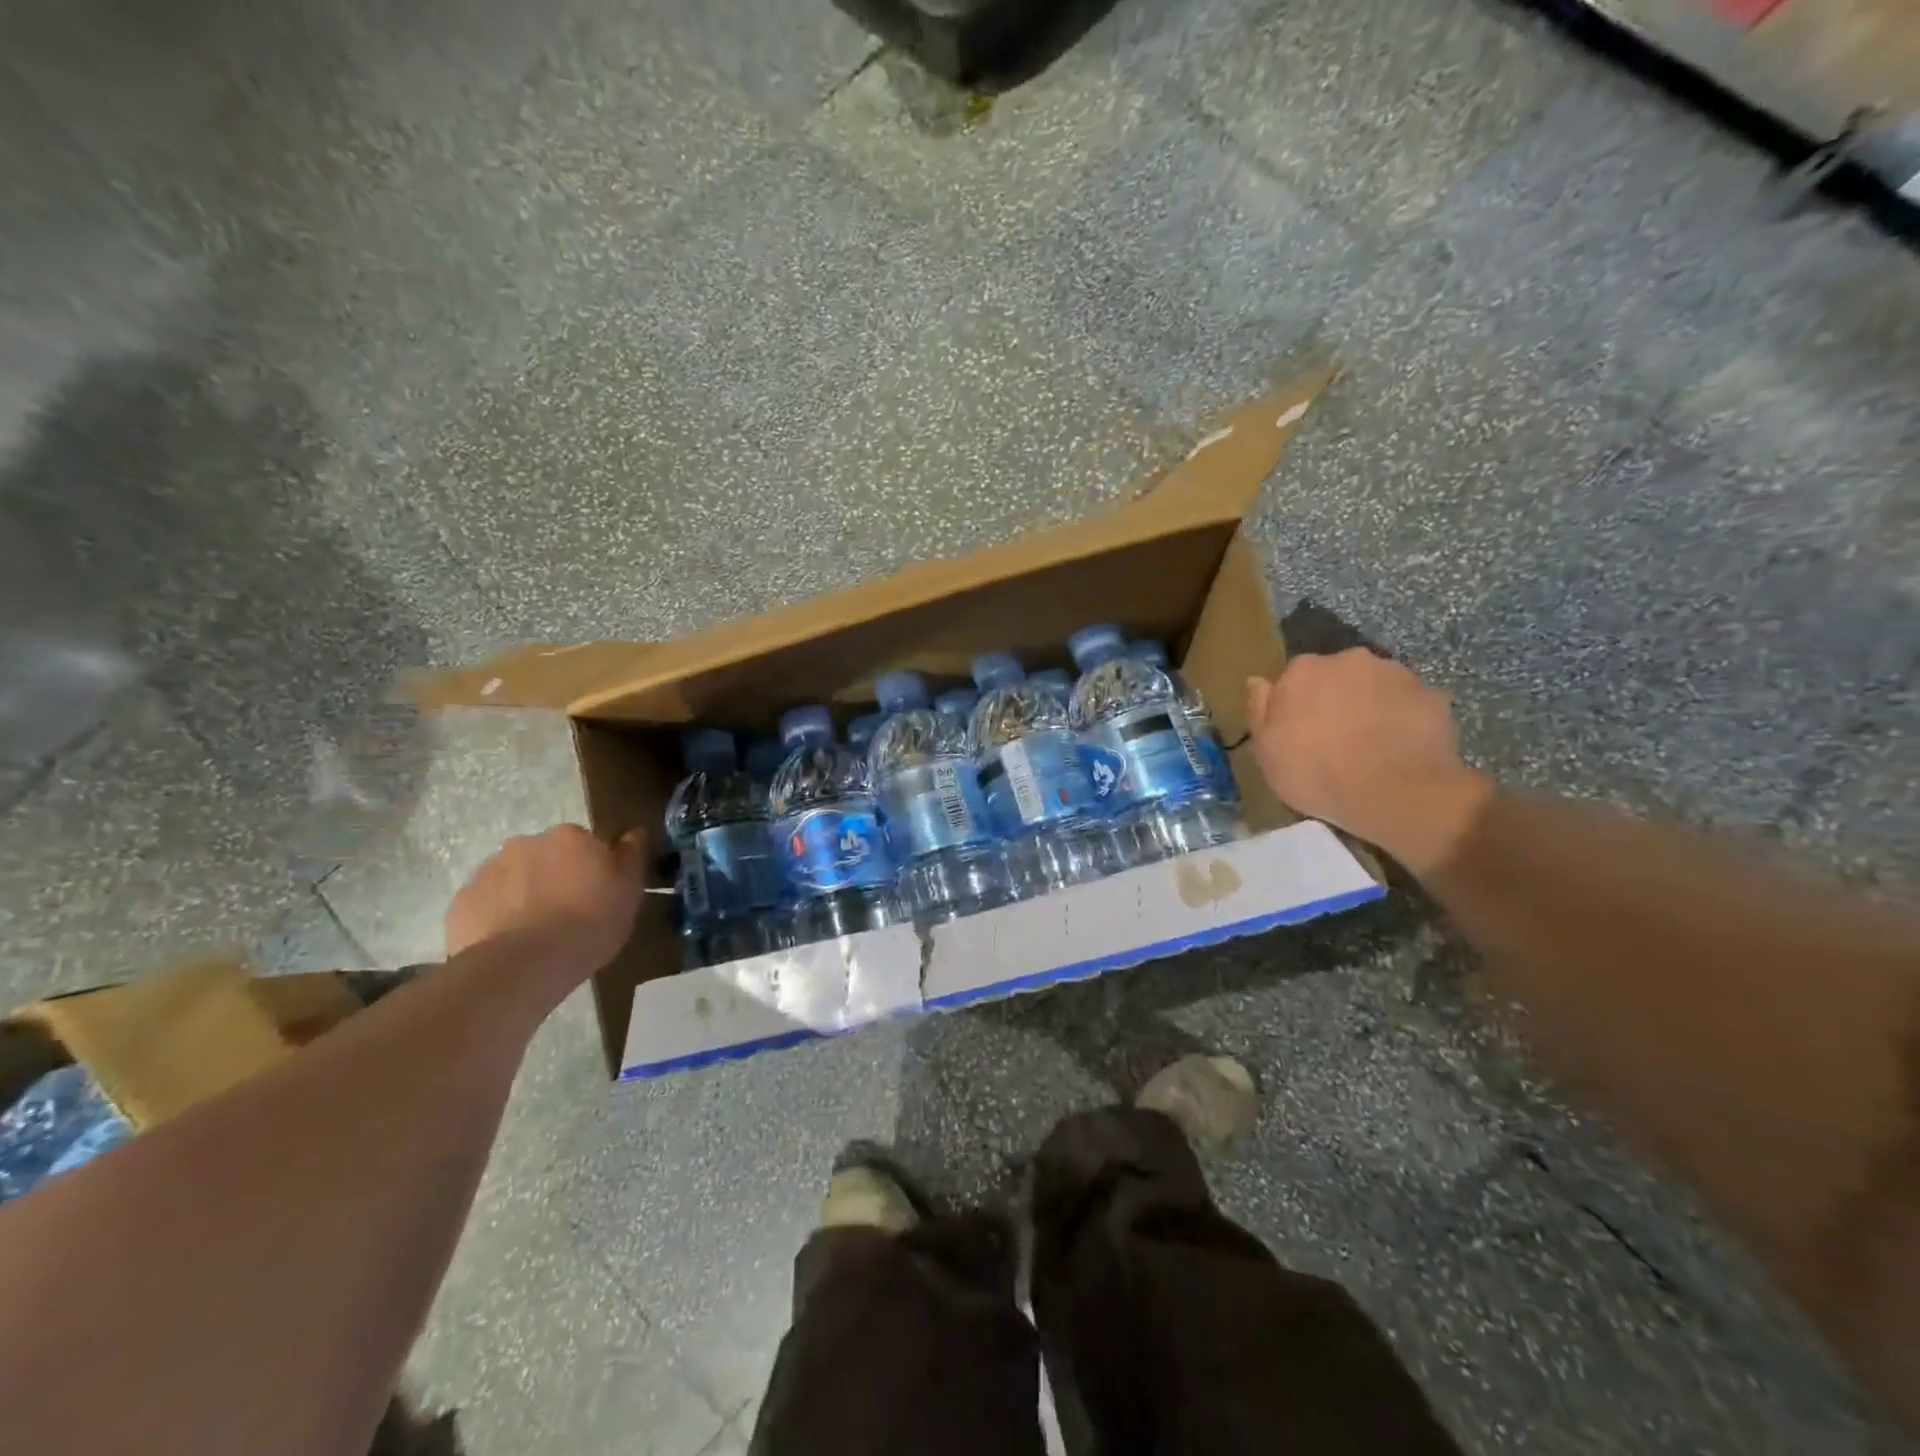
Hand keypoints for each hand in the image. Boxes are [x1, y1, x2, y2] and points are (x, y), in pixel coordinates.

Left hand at [445, 824, 649, 977]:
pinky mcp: (461, 904)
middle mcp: (526, 843)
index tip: (598, 894)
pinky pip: (486, 906)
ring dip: (525, 895)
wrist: (523, 965)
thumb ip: (631, 855)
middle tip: (567, 914)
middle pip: (546, 857)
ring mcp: (488, 872)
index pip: (585, 843)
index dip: (592, 868)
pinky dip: (497, 918)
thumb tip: (634, 832)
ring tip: (537, 934)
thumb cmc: (589, 923)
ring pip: (514, 879)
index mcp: (570, 837)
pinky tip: (510, 945)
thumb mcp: (629, 890)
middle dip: (555, 878)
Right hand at [1245, 649, 1491, 874]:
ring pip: (1375, 685)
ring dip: (1371, 705)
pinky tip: (1401, 748)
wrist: (1394, 793)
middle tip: (1336, 737)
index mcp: (1304, 670)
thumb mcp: (1266, 751)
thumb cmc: (1316, 773)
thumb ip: (1259, 709)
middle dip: (1336, 698)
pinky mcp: (1432, 695)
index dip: (1296, 703)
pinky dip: (1403, 719)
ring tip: (1372, 744)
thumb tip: (1258, 681)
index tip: (1298, 730)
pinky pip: (1410, 704)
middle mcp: (1349, 659)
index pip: (1294, 676)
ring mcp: (1396, 674)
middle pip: (1337, 675)